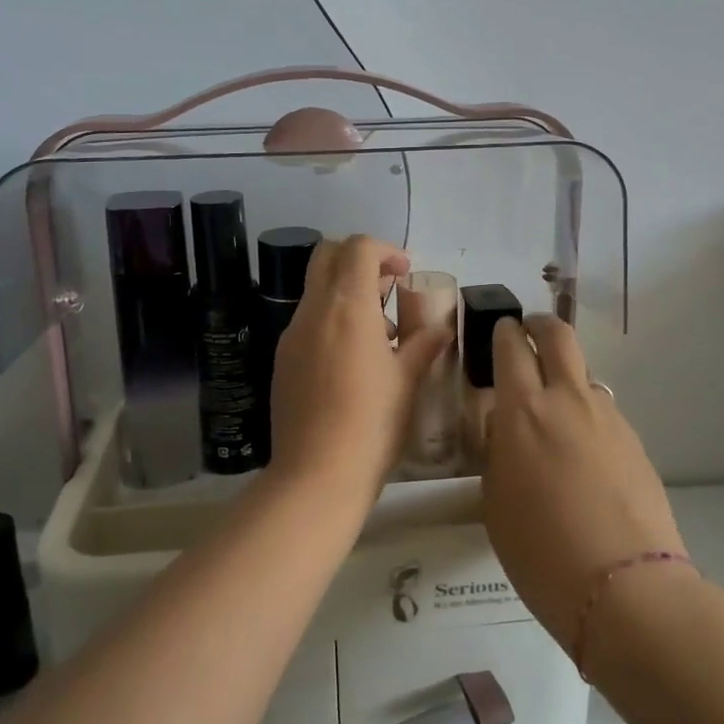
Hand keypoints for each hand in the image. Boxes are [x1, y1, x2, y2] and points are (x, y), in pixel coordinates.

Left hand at [269, 236, 451, 489]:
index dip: (385, 250)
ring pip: (316, 289)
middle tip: (389, 289)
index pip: (358, 248)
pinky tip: (353, 359)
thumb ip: (425, 344)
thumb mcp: (407, 380)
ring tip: (381, 333)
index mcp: (346, 306)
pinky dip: (331, 320)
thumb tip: (442, 327)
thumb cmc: (372, 423)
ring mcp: (292, 335)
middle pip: (328, 256)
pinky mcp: (282, 359)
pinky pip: (308, 321)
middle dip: (359, 260)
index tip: (405, 273)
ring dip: (346, 292)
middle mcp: (313, 311)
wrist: (316, 475)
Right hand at [482, 315, 685, 648]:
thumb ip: (496, 451)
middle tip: (526, 336)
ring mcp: (608, 417)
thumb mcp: (495, 501)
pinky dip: (587, 412)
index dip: (502, 332)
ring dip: (565, 376)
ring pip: (584, 373)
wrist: (626, 588)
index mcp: (523, 410)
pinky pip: (603, 409)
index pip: (510, 346)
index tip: (497, 333)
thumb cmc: (540, 550)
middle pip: (558, 335)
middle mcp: (567, 399)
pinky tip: (582, 452)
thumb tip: (504, 426)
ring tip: (553, 412)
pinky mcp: (635, 440)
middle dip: (539, 326)